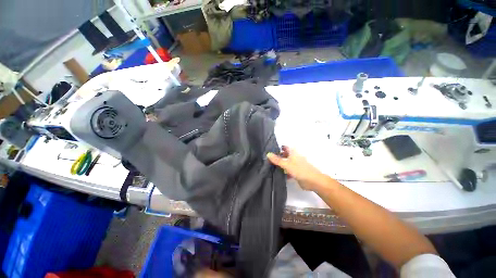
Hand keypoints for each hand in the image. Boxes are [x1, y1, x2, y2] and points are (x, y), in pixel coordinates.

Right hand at [267, 146, 325, 190]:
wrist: (313, 181)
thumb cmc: (300, 170)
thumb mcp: (286, 164)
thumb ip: (277, 160)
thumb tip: (268, 154)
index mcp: (293, 152)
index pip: (284, 147)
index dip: (278, 148)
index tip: (269, 150)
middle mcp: (294, 157)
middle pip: (284, 155)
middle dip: (277, 156)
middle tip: (267, 159)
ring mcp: (295, 164)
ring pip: (285, 162)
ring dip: (279, 164)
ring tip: (269, 166)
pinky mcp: (296, 171)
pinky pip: (287, 170)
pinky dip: (283, 171)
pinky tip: (277, 173)